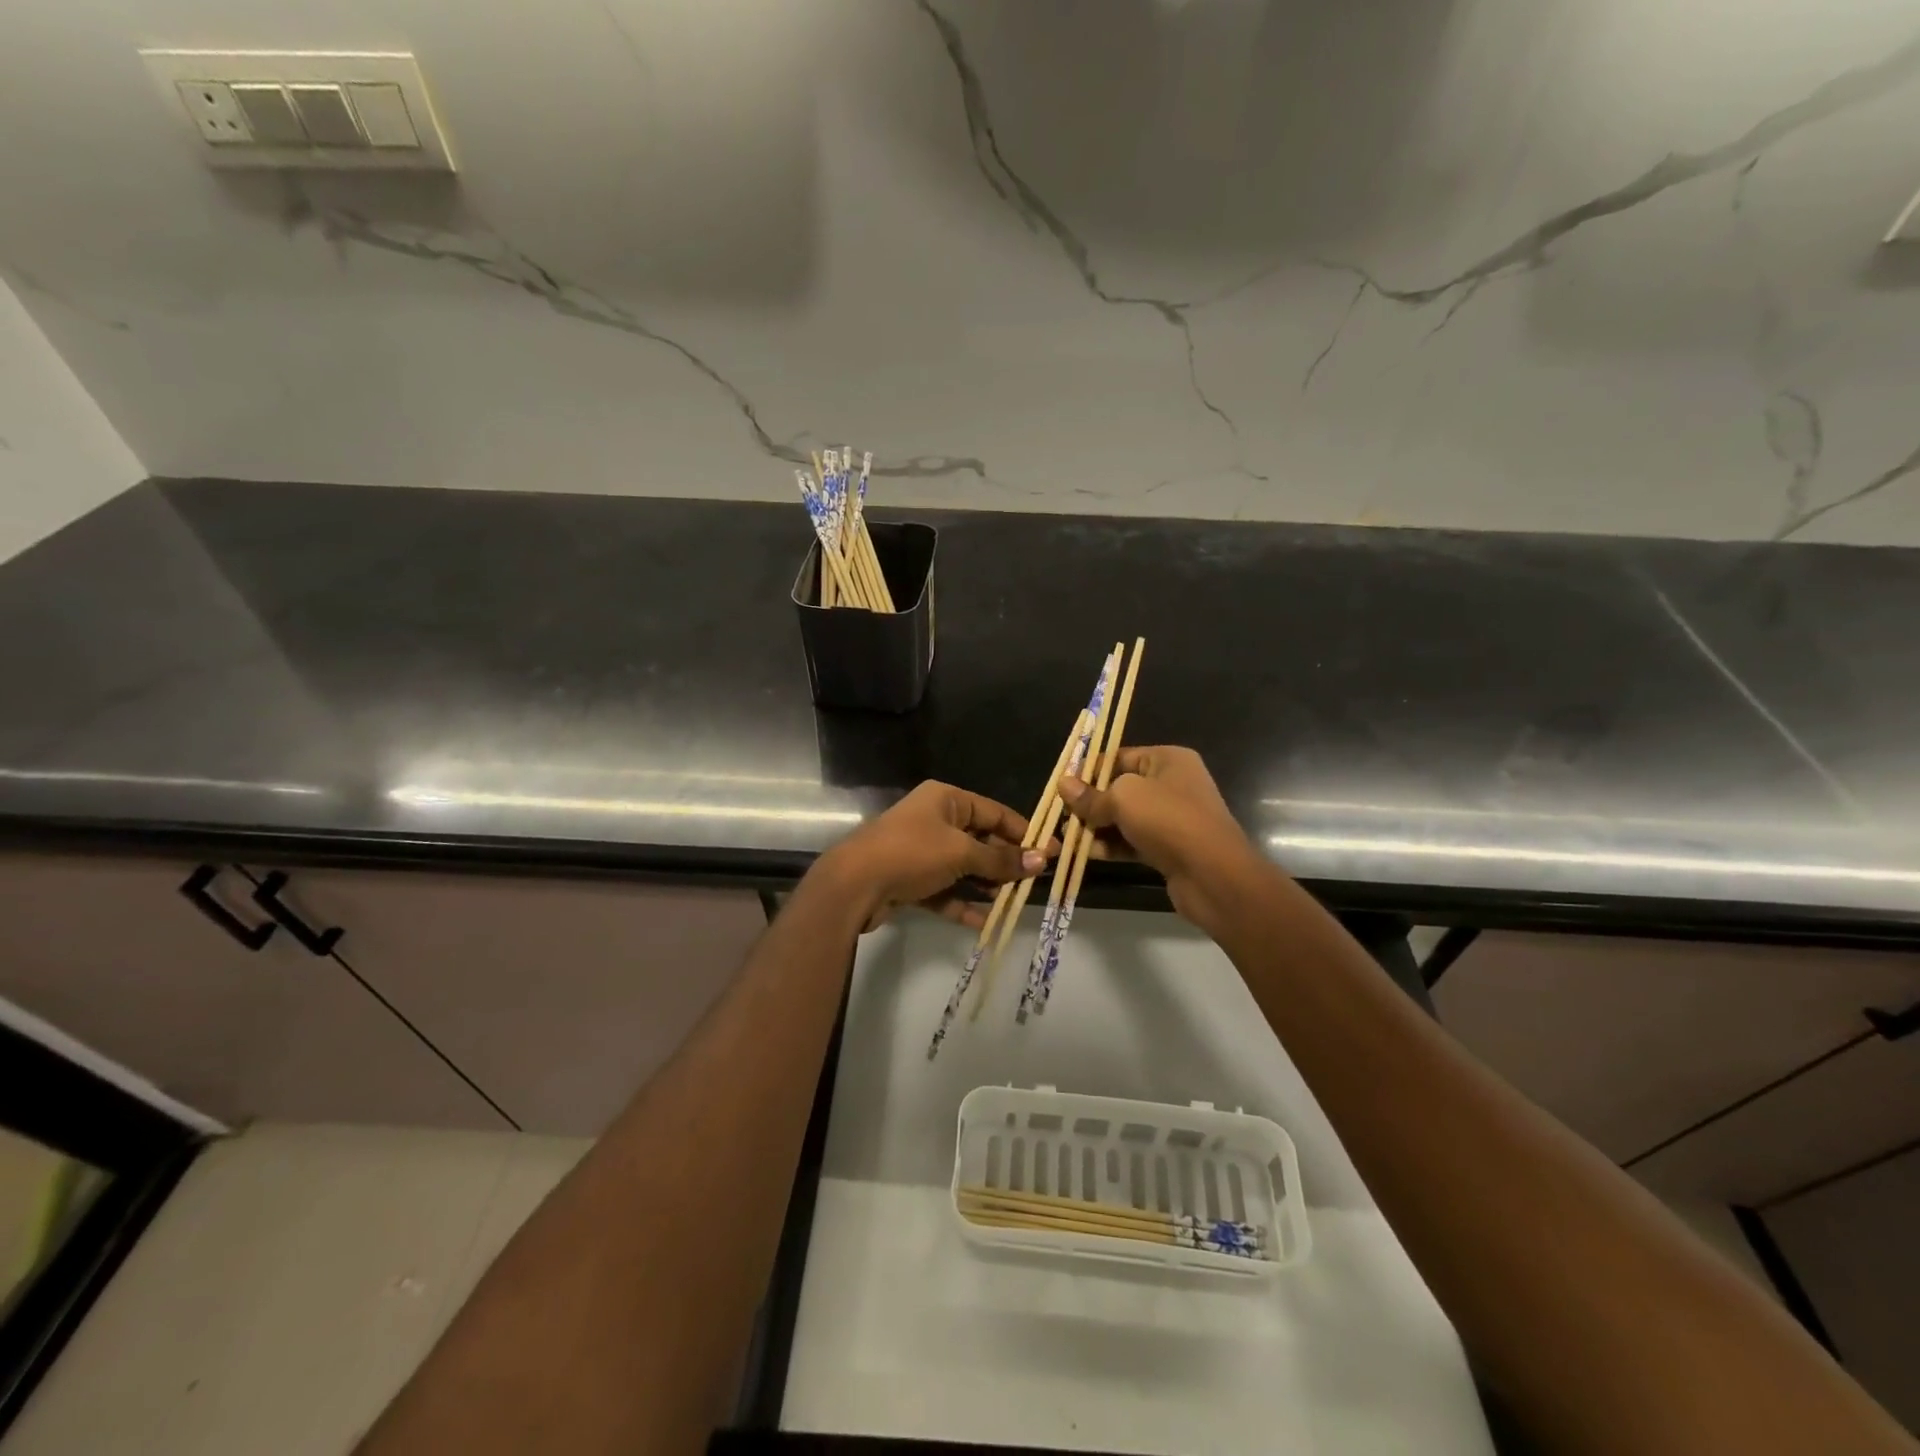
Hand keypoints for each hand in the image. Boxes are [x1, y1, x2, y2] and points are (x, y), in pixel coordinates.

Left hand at [813, 781, 1051, 931]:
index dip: (1023, 832)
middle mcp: (934, 820)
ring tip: (1013, 902)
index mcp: (946, 799)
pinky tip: (985, 922)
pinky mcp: (910, 880)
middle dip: (1005, 862)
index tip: (1051, 851)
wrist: (854, 884)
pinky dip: (963, 903)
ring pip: (963, 867)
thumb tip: (1041, 861)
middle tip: (1035, 882)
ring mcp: (921, 851)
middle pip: (980, 840)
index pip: (994, 812)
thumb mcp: (961, 853)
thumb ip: (1000, 860)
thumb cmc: (912, 853)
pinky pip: (945, 890)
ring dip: (986, 885)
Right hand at [1059, 746, 1267, 937]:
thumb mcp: (1122, 798)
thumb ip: (1091, 795)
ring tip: (1067, 836)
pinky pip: (1133, 841)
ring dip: (1097, 827)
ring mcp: (1172, 818)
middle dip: (1090, 802)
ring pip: (1125, 818)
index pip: (1120, 757)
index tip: (1062, 786)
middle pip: (1120, 788)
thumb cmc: (1168, 819)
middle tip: (1062, 815)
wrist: (1213, 874)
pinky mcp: (1169, 848)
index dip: (1089, 770)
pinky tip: (1086, 853)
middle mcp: (1172, 785)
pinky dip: (1112, 846)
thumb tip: (1063, 785)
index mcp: (1167, 760)